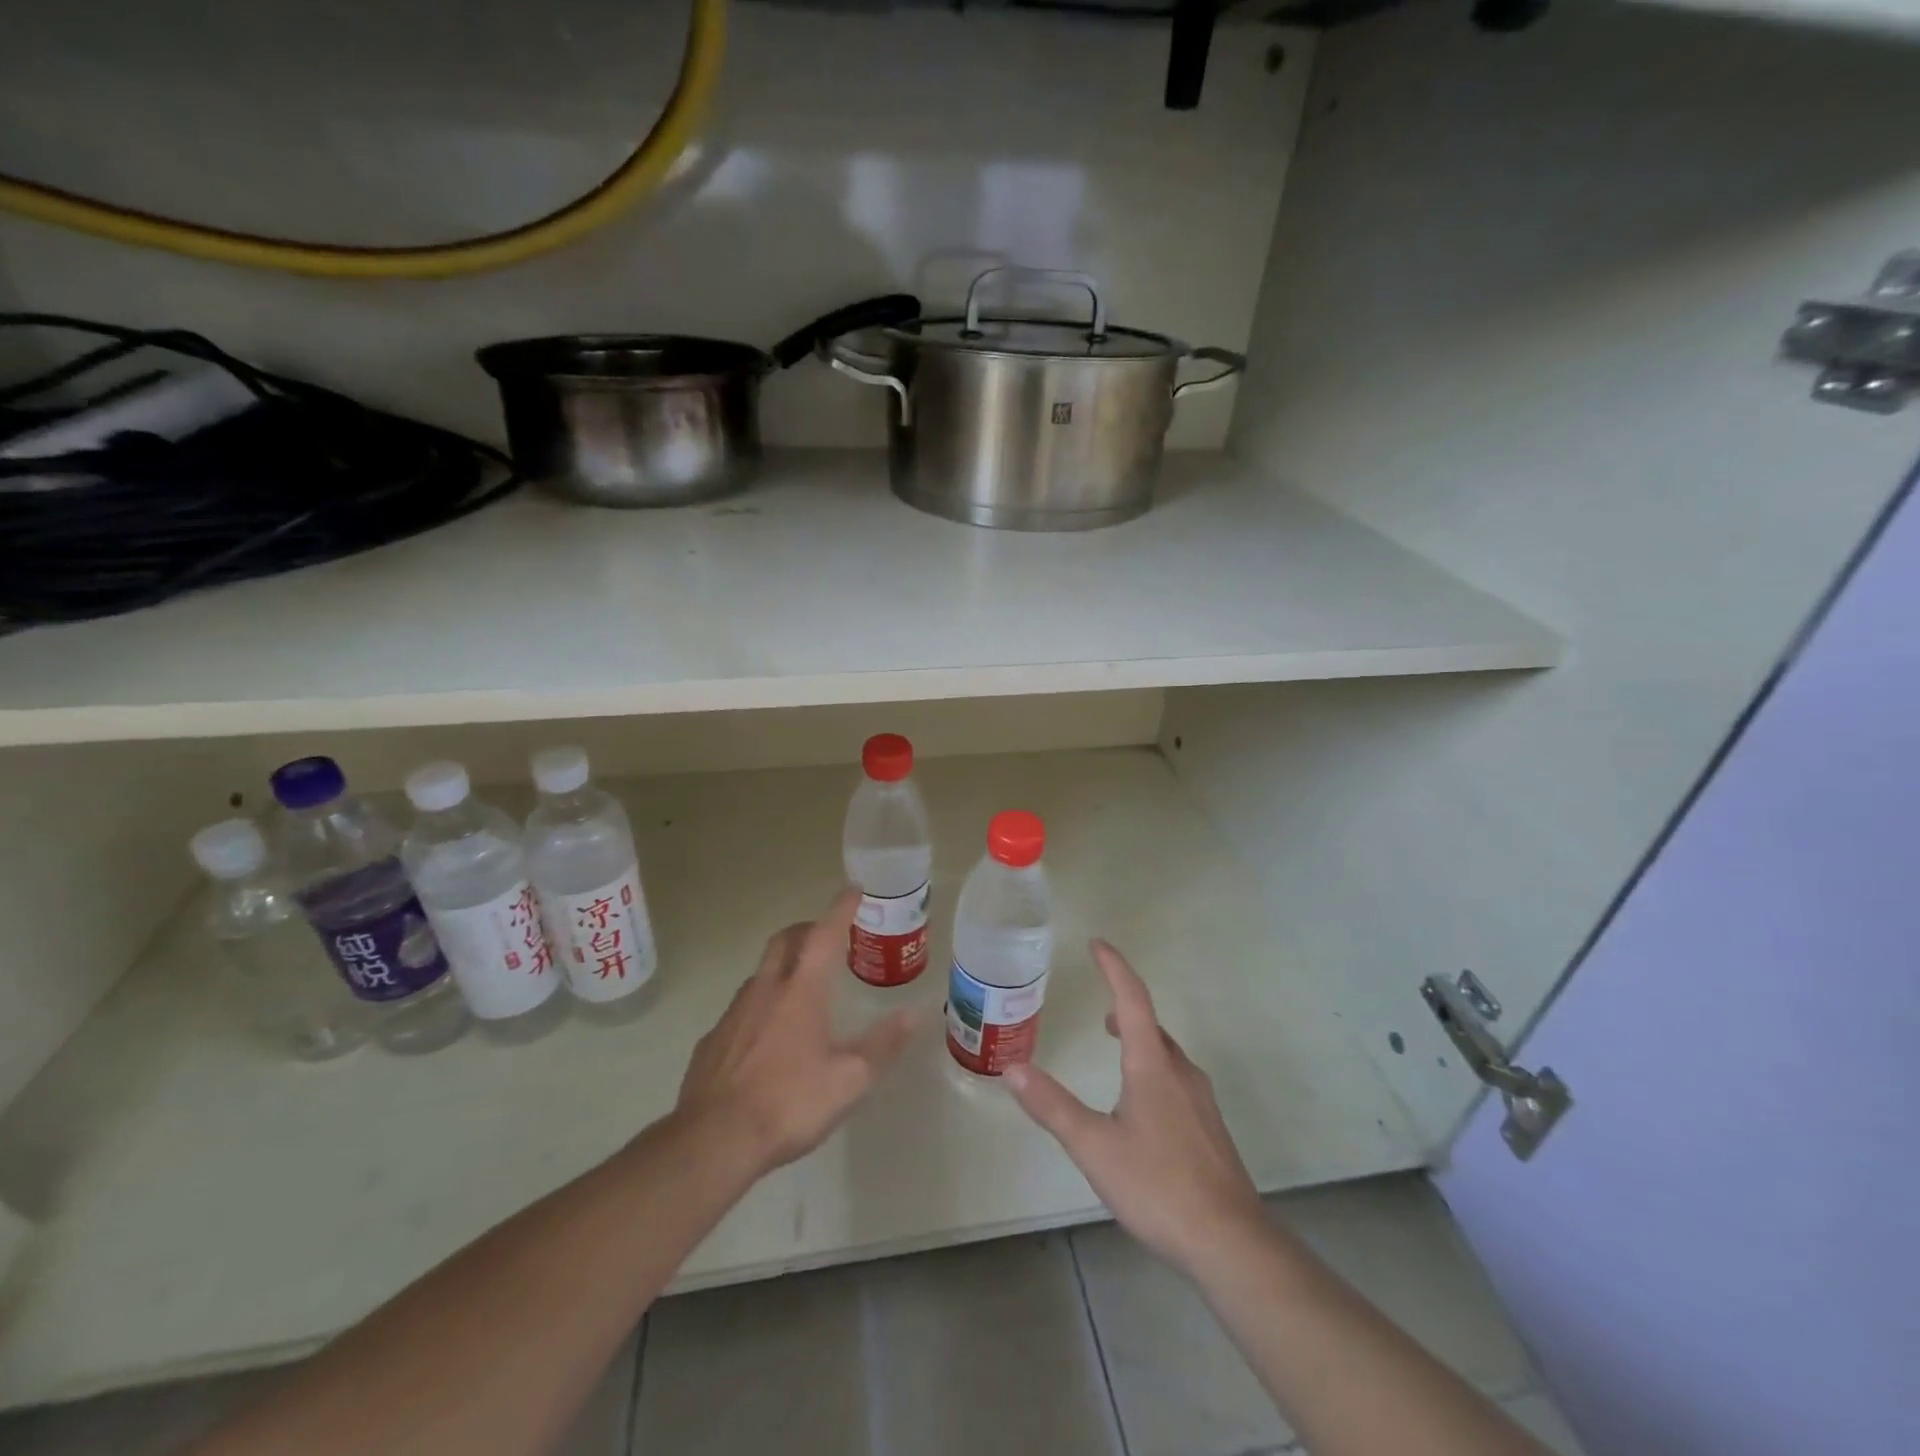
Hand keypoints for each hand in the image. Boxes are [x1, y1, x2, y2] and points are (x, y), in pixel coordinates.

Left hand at [674, 887, 919, 1176]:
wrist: (713, 1141)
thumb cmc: (789, 1103)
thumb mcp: (850, 1080)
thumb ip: (883, 1044)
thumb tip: (915, 1014)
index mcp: (802, 991)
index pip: (825, 934)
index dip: (841, 908)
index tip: (854, 889)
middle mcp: (766, 990)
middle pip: (785, 940)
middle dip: (807, 929)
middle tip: (826, 937)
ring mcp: (734, 1013)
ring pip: (761, 972)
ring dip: (783, 966)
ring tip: (801, 987)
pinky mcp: (712, 1040)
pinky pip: (741, 1008)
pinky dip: (761, 1005)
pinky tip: (768, 1036)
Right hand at [1005, 940, 1265, 1277]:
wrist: (1231, 1242)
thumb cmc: (1158, 1186)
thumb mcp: (1093, 1146)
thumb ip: (1052, 1106)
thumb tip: (1012, 1069)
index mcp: (1152, 1066)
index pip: (1133, 999)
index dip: (1114, 967)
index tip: (1097, 944)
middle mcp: (1180, 1072)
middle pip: (1151, 1026)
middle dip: (1126, 1008)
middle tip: (1102, 1011)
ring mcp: (1200, 1100)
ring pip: (1166, 1054)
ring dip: (1140, 1040)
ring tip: (1118, 1049)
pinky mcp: (1209, 1128)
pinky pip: (1177, 1079)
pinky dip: (1154, 1068)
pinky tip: (1143, 1105)